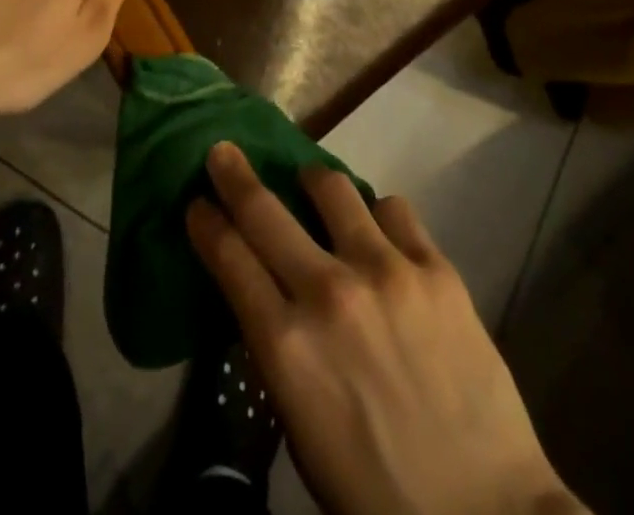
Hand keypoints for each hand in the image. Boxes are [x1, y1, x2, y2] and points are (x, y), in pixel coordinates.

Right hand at [188, 143, 583, 514]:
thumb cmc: (374, 490)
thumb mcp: (300, 428)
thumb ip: (280, 351)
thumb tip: (270, 294)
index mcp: (287, 347)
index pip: (229, 258)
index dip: (206, 222)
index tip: (197, 202)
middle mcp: (329, 293)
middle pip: (263, 210)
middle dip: (234, 175)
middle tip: (224, 153)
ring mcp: (386, 272)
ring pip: (332, 187)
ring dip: (313, 183)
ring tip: (314, 187)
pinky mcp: (436, 267)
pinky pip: (394, 209)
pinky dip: (378, 216)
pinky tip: (382, 236)